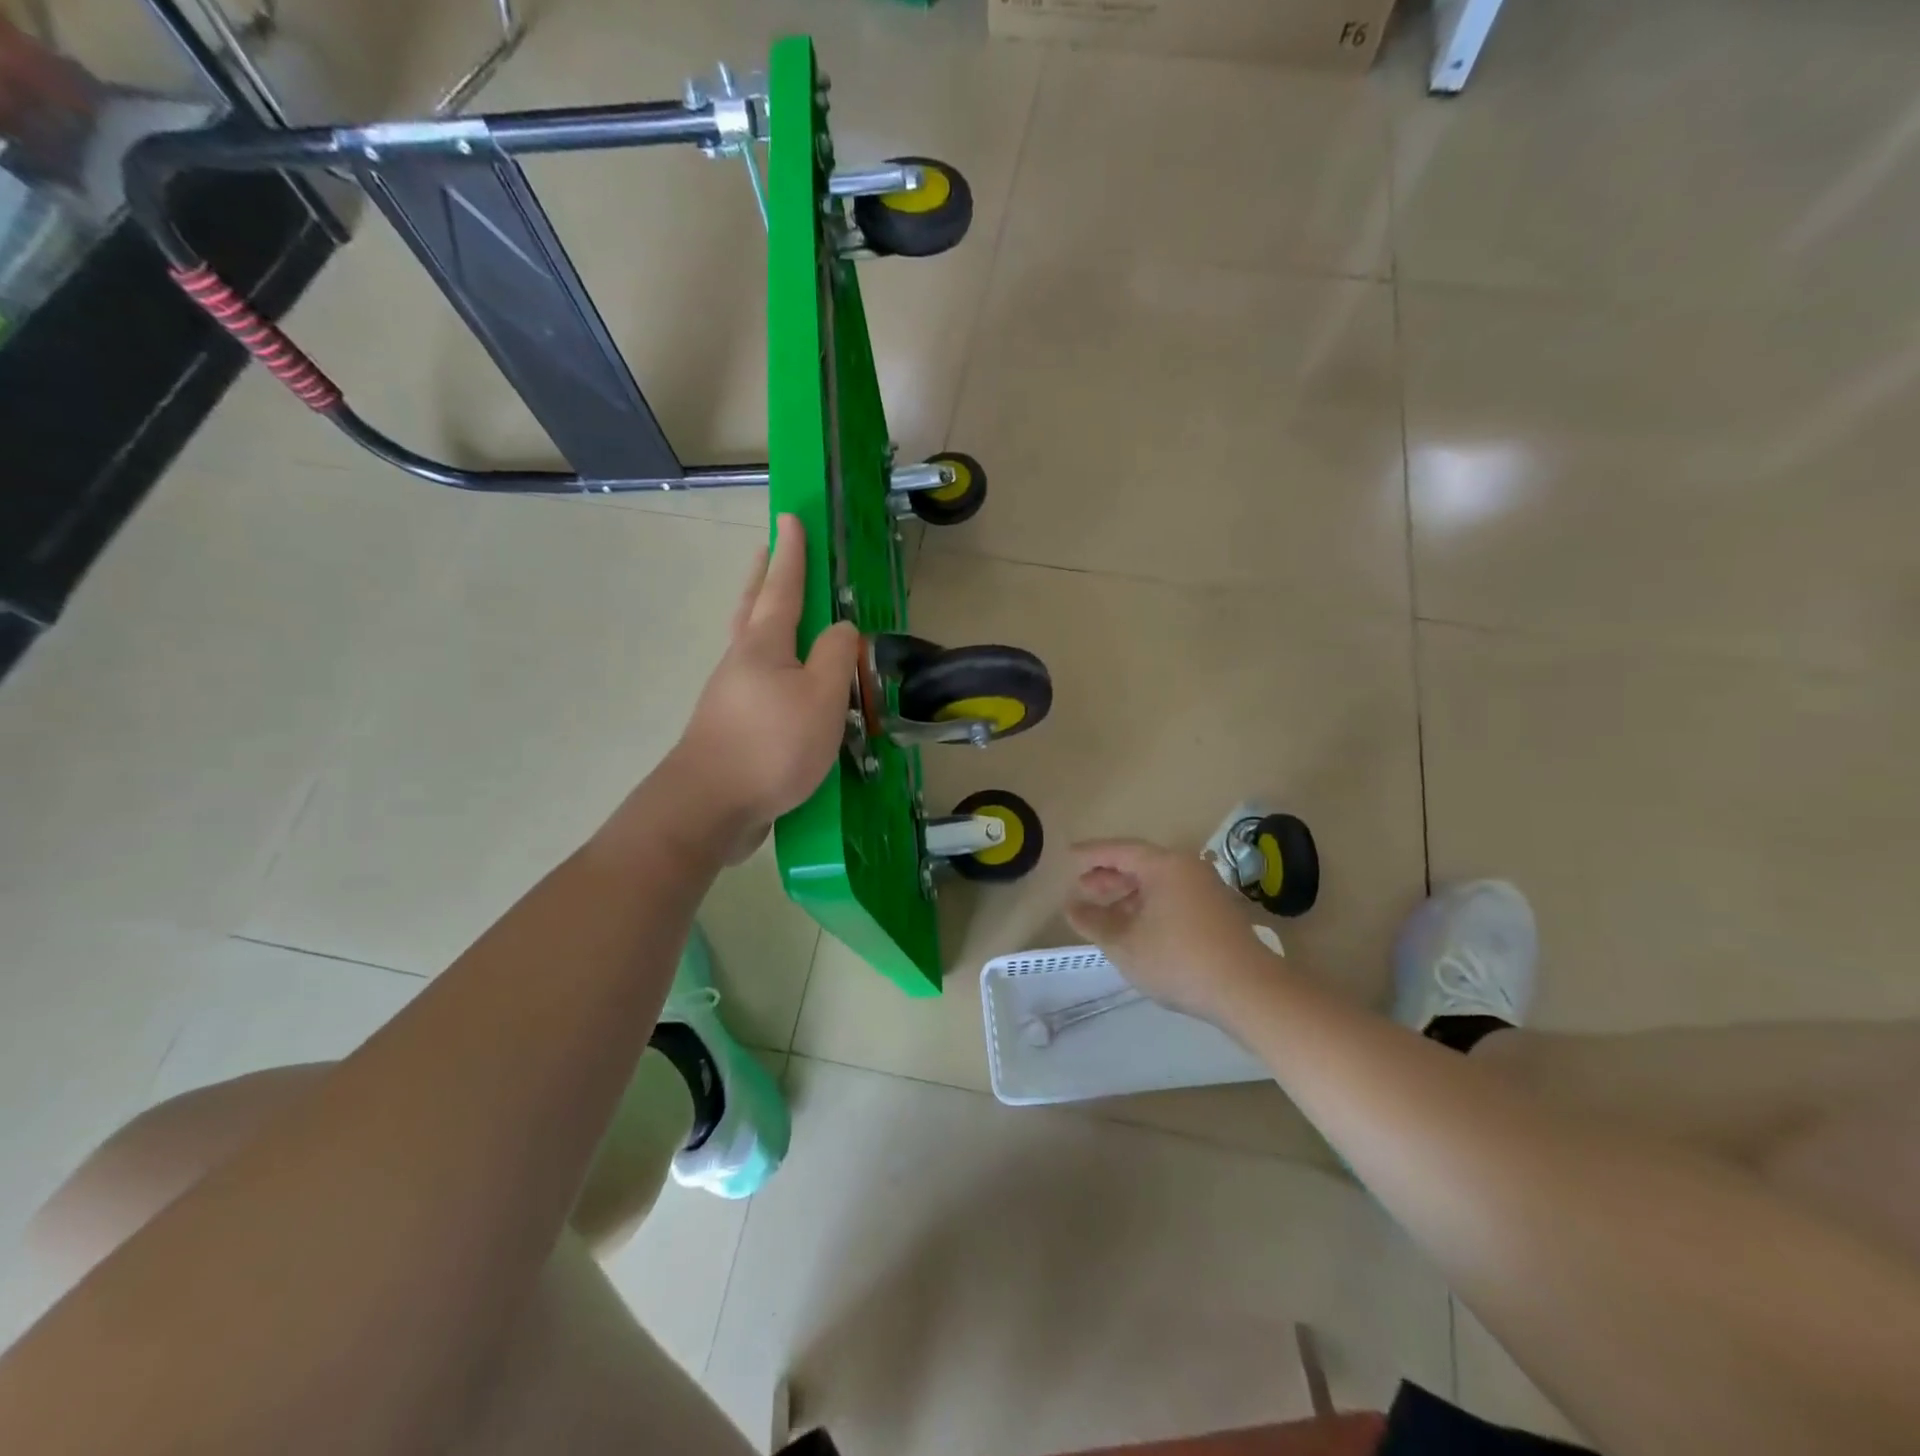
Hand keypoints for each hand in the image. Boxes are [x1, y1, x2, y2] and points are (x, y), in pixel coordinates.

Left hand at [665, 515, 859, 862]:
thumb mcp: (821, 698)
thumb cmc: (770, 745)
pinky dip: (770, 663)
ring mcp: (731, 695)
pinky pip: (756, 680)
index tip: (790, 516)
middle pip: (752, 607)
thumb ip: (837, 656)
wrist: (708, 807)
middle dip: (764, 576)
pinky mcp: (731, 727)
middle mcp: (741, 662)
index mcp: (763, 645)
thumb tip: (843, 630)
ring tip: (776, 608)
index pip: (784, 587)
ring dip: (761, 616)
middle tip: (769, 550)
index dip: (792, 552)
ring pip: (750, 643)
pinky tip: (784, 682)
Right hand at [1066, 839, 1274, 1024]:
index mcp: (1165, 866)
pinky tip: (1137, 929)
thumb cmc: (1179, 961)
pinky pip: (1174, 897)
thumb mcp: (1125, 944)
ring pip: (1158, 883)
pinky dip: (1150, 906)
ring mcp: (1207, 889)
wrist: (1249, 991)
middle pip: (1141, 864)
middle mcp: (1188, 868)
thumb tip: (1071, 907)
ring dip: (1129, 895)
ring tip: (1105, 914)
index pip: (1120, 850)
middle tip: (1083, 889)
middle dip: (1109, 877)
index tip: (1068, 856)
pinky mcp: (1218, 912)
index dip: (1091, 854)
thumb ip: (1093, 922)